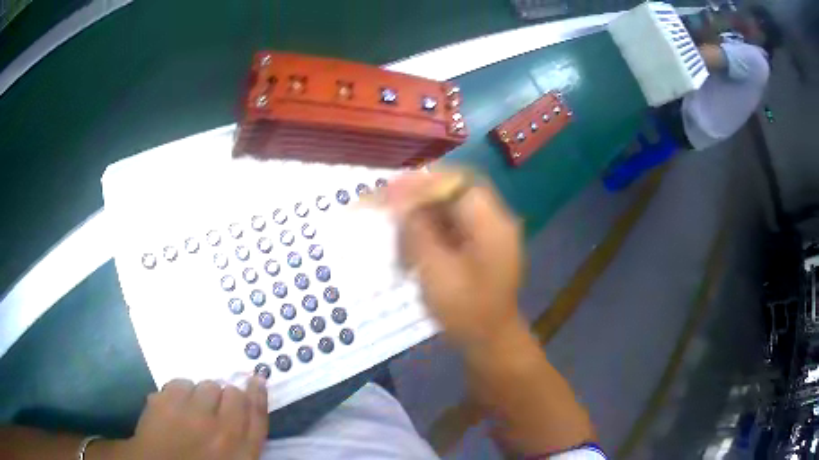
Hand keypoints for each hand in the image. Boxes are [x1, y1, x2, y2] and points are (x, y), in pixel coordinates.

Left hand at [111, 377, 268, 459]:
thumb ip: (243, 439)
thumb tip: (245, 406)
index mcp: (241, 451)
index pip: (256, 414)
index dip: (257, 393)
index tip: (256, 378)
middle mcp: (221, 431)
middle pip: (232, 394)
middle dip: (225, 396)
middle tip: (213, 407)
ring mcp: (190, 415)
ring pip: (205, 385)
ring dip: (201, 394)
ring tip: (191, 409)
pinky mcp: (165, 403)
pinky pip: (179, 383)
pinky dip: (179, 392)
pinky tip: (174, 406)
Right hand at [387, 171, 523, 347]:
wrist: (489, 340)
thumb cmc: (466, 310)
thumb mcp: (436, 271)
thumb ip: (418, 231)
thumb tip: (400, 200)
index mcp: (492, 224)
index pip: (458, 182)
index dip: (424, 181)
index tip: (393, 189)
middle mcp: (495, 221)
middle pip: (455, 191)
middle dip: (421, 195)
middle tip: (391, 204)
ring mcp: (489, 233)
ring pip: (451, 208)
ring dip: (424, 213)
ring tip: (399, 229)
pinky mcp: (480, 245)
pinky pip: (453, 226)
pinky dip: (431, 230)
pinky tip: (413, 244)